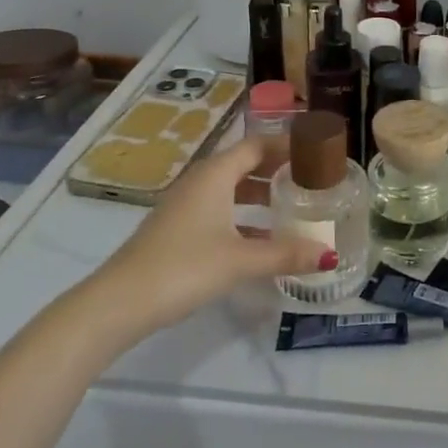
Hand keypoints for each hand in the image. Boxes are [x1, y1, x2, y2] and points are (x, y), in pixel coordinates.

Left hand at [79, 137, 335, 349]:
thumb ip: (285, 254)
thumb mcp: (240, 260)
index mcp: (215, 175)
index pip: (257, 145)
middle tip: (312, 179)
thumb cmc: (184, 267)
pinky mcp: (178, 230)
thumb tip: (329, 254)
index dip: (286, 145)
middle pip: (245, 164)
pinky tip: (262, 240)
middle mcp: (200, 182)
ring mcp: (186, 206)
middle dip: (278, 169)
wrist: (119, 302)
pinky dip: (244, 216)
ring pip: (231, 189)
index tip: (316, 152)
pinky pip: (220, 210)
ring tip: (294, 207)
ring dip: (261, 195)